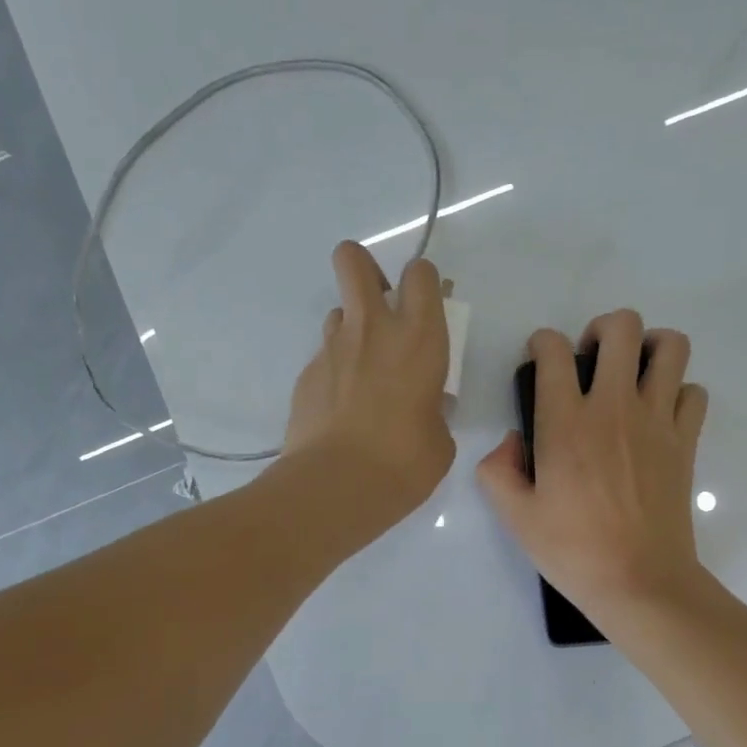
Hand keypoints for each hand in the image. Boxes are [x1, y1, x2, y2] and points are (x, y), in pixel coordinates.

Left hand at [281, 241, 454, 537]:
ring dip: (352, 329)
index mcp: (419, 338)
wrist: (337, 486)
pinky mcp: (306, 375)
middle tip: (379, 304)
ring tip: (362, 371)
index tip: (427, 306)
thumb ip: (434, 408)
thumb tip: (425, 405)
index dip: (423, 281)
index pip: (420, 274)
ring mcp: (332, 349)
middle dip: (364, 268)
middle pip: (354, 261)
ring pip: (337, 312)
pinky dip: (335, 373)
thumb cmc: (405, 462)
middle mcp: (372, 329)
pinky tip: (341, 410)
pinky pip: (324, 358)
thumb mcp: (440, 438)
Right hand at [476, 310, 710, 625]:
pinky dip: (678, 392)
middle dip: (602, 329)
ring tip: (633, 374)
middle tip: (592, 361)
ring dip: (650, 348)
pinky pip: (693, 392)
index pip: (554, 350)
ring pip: (671, 347)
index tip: (541, 361)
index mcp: (565, 422)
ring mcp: (657, 421)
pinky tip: (659, 415)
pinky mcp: (686, 441)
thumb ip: (498, 469)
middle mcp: (614, 407)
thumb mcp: (515, 516)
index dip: (542, 344)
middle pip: (623, 327)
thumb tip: (513, 441)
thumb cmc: (573, 551)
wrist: (639, 582)